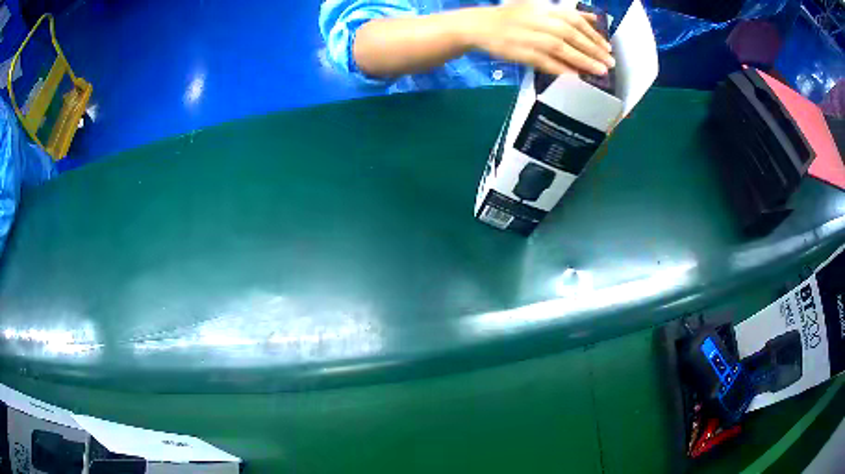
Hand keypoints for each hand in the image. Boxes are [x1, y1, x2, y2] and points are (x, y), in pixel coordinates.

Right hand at [462, 4, 614, 75]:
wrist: (481, 25)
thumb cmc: (514, 17)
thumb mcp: (540, 8)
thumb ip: (567, 14)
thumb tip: (593, 18)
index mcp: (544, 9)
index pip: (573, 20)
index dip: (593, 34)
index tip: (608, 48)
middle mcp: (538, 20)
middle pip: (570, 34)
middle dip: (592, 49)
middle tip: (609, 63)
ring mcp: (528, 36)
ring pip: (560, 48)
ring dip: (581, 60)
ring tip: (599, 71)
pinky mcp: (520, 52)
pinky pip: (544, 62)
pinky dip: (560, 69)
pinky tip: (576, 77)